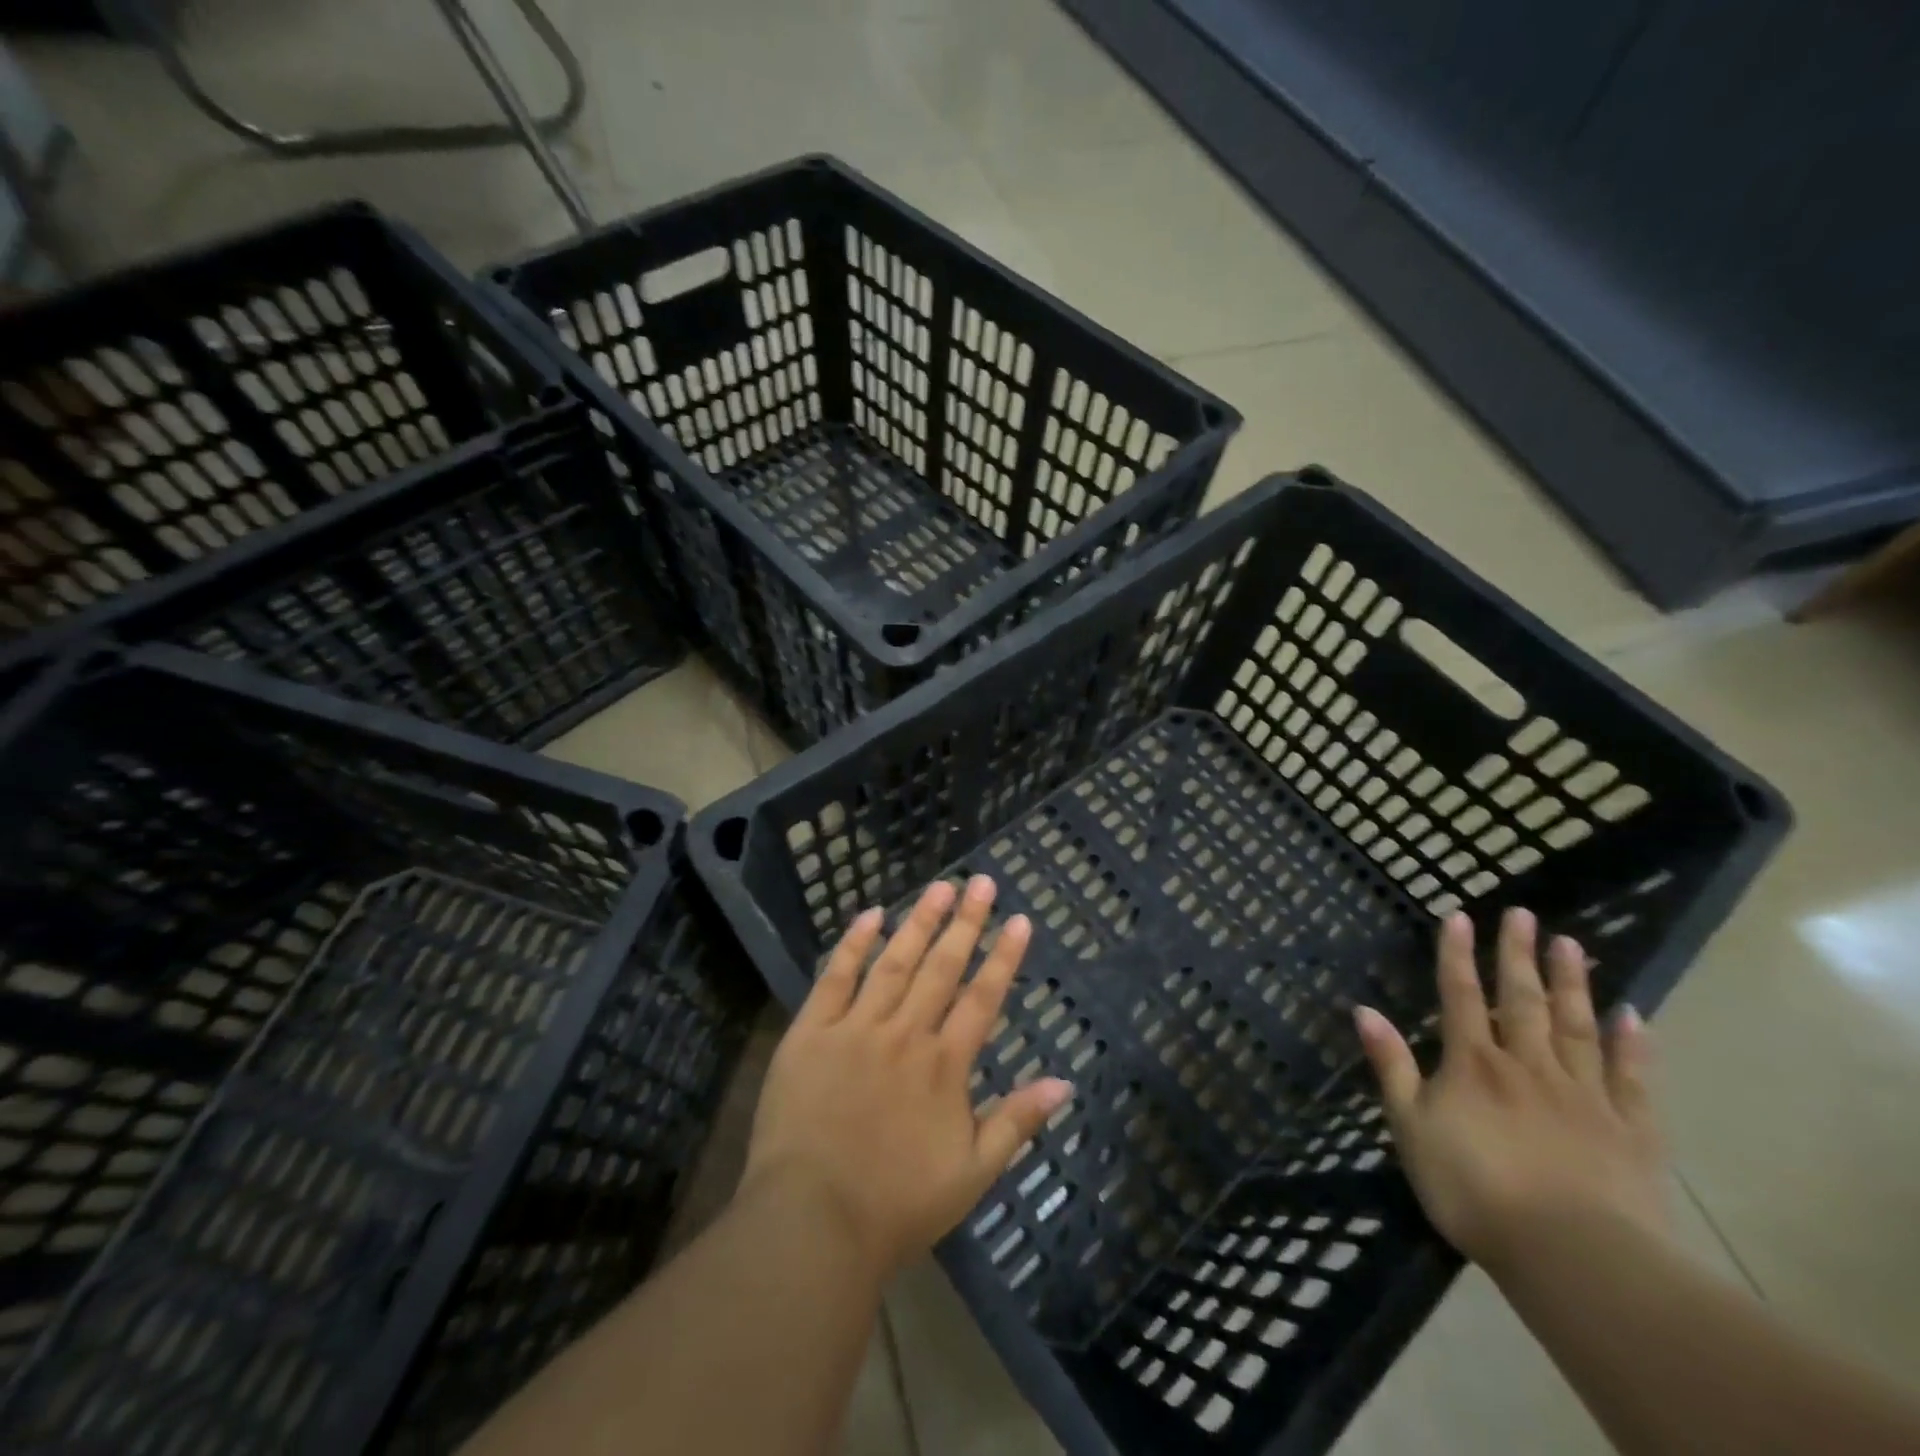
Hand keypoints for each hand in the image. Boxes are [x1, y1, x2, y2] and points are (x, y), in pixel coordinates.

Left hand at [742, 875, 1072, 1279]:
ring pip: (895, 962)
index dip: (1004, 957)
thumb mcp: (971, 1174)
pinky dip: (854, 945)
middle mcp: (906, 1034)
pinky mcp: (812, 1032)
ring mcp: (857, 1028)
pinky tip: (870, 915)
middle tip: (981, 882)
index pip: (983, 998)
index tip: (1019, 919)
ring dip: (919, 922)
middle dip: (966, 922)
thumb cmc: (897, 1205)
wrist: (813, 1223)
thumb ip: (1017, 1122)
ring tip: (939, 887)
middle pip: (942, 967)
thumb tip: (1065, 1083)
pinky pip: (835, 978)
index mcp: (944, 1065)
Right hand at [1354, 908, 1669, 1273]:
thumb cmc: (1474, 1190)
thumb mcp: (1411, 1128)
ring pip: (1577, 1026)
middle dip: (1517, 954)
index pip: (1461, 996)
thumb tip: (1364, 1009)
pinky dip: (1632, 1045)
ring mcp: (1585, 1094)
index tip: (1459, 915)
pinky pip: (1631, 1078)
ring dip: (1572, 982)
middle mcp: (1528, 1065)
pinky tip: (1632, 1015)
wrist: (1574, 1256)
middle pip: (1522, 999)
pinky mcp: (1632, 1130)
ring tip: (1571, 944)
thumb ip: (1392, 1066)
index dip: (1456, 954)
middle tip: (1523, 914)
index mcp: (1473, 1064)